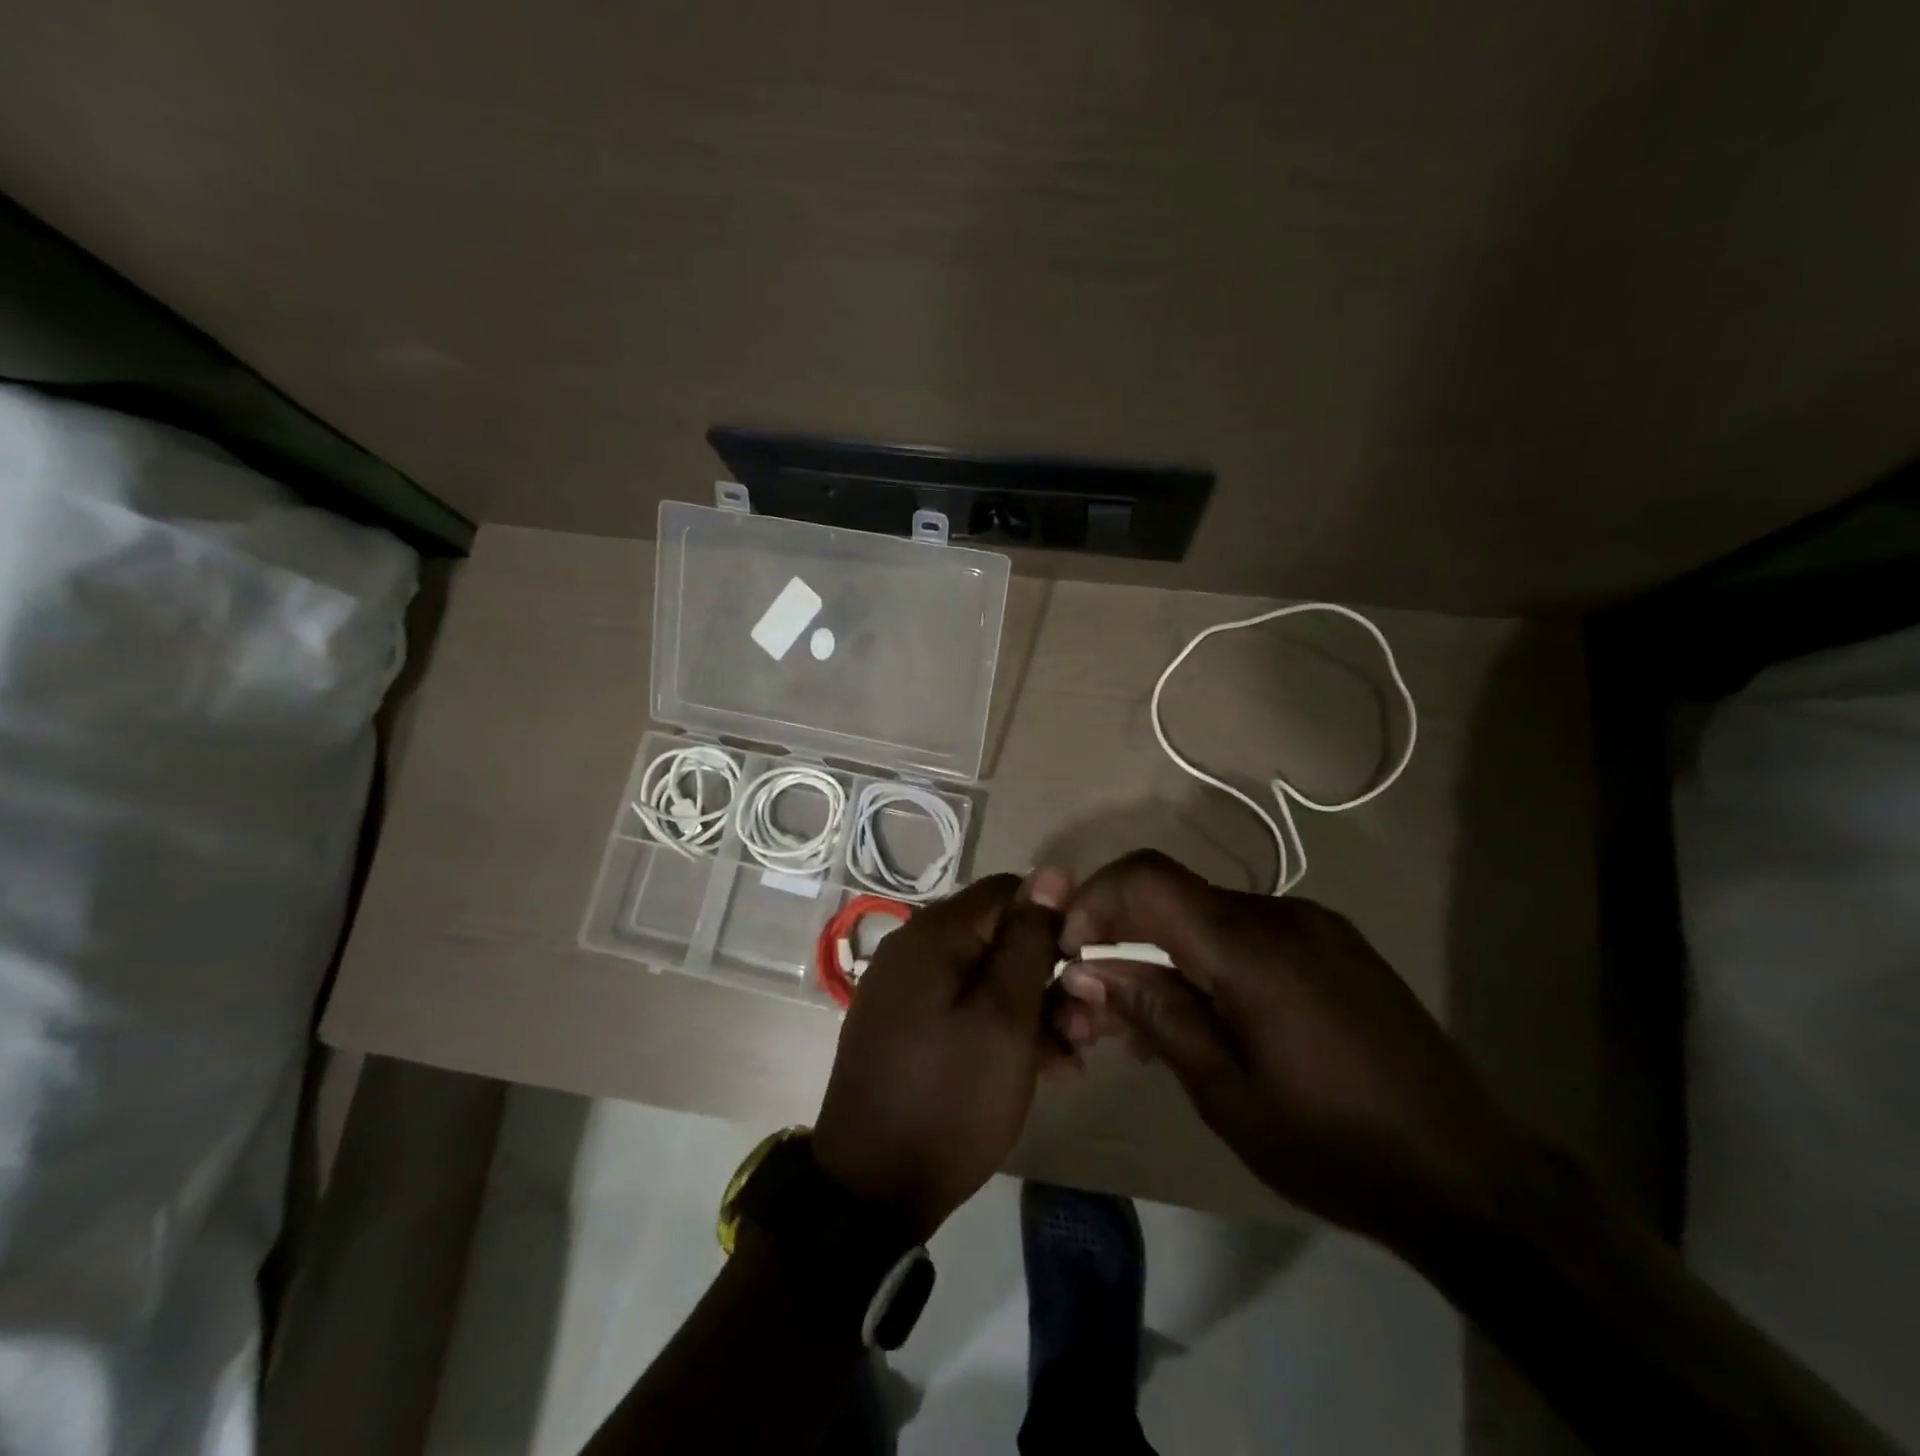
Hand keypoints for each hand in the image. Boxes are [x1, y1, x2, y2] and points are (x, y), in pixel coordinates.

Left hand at [811, 868, 1071, 1238]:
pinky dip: (1002, 1027)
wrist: (872, 1190)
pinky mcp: (906, 1027)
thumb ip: (1029, 940)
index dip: (1054, 920)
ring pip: (985, 977)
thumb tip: (1052, 871)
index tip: (1085, 966)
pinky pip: (963, 1008)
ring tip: (1074, 1055)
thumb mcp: (1006, 1017)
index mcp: (934, 934)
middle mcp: (914, 949)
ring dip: (1033, 1007)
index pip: (1008, 891)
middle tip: (1088, 1025)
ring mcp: (906, 990)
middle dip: (1048, 974)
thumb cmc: (950, 1097)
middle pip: (997, 937)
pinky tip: (1042, 1067)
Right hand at [1057, 851, 1518, 1252]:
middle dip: (1124, 938)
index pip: (1149, 879)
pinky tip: (1212, 1016)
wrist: (1474, 1178)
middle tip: (1101, 1008)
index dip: (1095, 899)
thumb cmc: (1335, 1146)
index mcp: (1252, 949)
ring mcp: (1316, 925)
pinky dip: (1211, 959)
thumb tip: (1091, 970)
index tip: (1071, 951)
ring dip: (1167, 953)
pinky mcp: (1338, 945)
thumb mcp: (1226, 1094)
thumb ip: (1157, 1016)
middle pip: (1175, 898)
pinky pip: (1251, 932)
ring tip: (1153, 1026)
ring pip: (1210, 915)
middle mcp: (1282, 915)